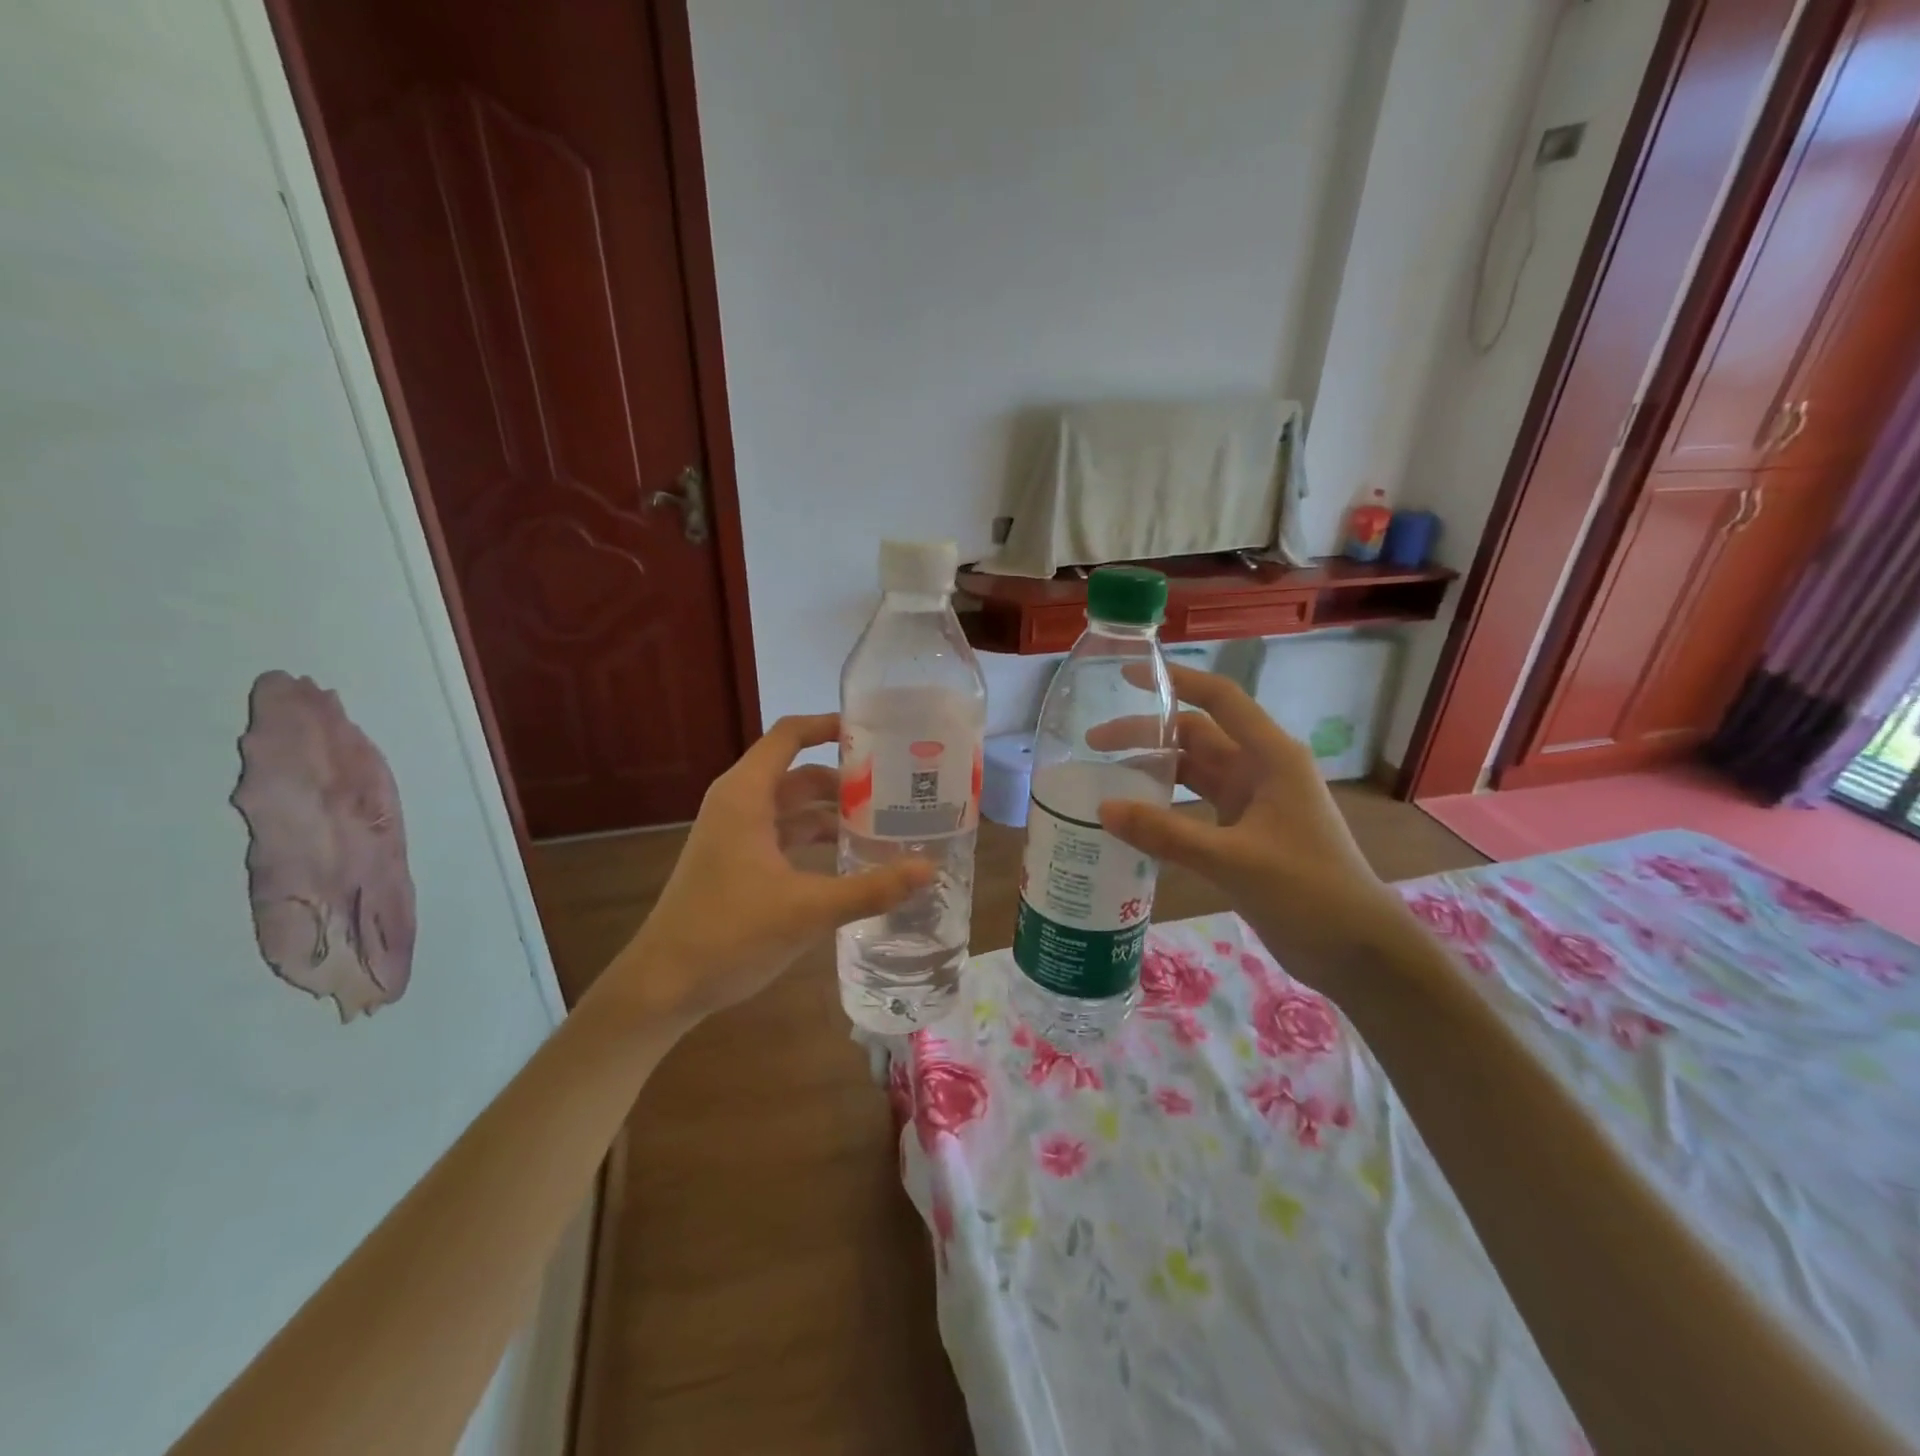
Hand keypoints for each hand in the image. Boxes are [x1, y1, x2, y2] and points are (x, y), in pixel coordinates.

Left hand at [609, 715, 931, 1027]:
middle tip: (896, 787)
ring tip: (884, 823)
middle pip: (798, 773)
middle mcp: (739, 804)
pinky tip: (849, 858)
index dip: (828, 725)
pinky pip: (784, 834)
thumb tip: (930, 869)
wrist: (664, 985)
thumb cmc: (730, 934)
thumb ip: (871, 888)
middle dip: (845, 779)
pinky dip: (815, 838)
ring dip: (832, 812)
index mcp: (746, 795)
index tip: (874, 731)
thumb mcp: (808, 909)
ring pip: (792, 807)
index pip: (789, 736)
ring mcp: (735, 834)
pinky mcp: (736, 862)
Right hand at [1094, 666, 1419, 990]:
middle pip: (1195, 736)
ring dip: (1153, 770)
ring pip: (1193, 772)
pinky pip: (1195, 806)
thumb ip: (1166, 833)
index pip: (1219, 699)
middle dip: (1146, 734)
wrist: (1357, 950)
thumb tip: (1103, 809)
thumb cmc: (1308, 891)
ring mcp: (1253, 802)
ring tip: (1105, 778)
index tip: (1128, 674)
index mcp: (1271, 757)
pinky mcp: (1245, 833)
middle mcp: (1260, 770)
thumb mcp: (1233, 859)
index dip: (1176, 680)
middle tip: (1093, 745)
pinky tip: (1134, 817)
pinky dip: (1165, 806)